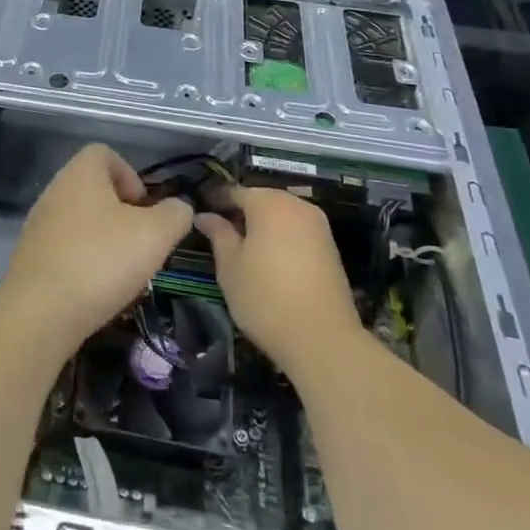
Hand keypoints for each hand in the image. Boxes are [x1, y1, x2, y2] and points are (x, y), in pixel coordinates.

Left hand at [3, 145, 192, 350]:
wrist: (40, 312)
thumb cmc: (101, 260)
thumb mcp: (155, 234)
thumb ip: (175, 214)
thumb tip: (177, 209)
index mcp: (80, 173)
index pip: (104, 153)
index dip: (131, 175)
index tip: (144, 209)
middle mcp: (55, 190)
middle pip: (94, 189)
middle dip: (122, 214)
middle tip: (140, 243)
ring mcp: (39, 224)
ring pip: (81, 221)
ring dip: (105, 240)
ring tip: (123, 271)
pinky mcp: (31, 256)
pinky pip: (66, 248)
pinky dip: (85, 262)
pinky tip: (97, 289)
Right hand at [197, 187, 366, 379]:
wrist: (323, 339)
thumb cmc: (265, 297)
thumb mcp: (230, 265)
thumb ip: (218, 233)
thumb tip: (204, 215)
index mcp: (269, 203)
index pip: (235, 191)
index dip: (215, 200)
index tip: (199, 212)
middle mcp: (297, 205)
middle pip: (262, 199)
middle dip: (240, 211)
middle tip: (218, 230)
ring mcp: (318, 226)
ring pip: (281, 214)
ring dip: (262, 224)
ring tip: (242, 246)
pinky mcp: (331, 248)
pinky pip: (297, 231)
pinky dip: (280, 237)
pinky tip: (268, 258)